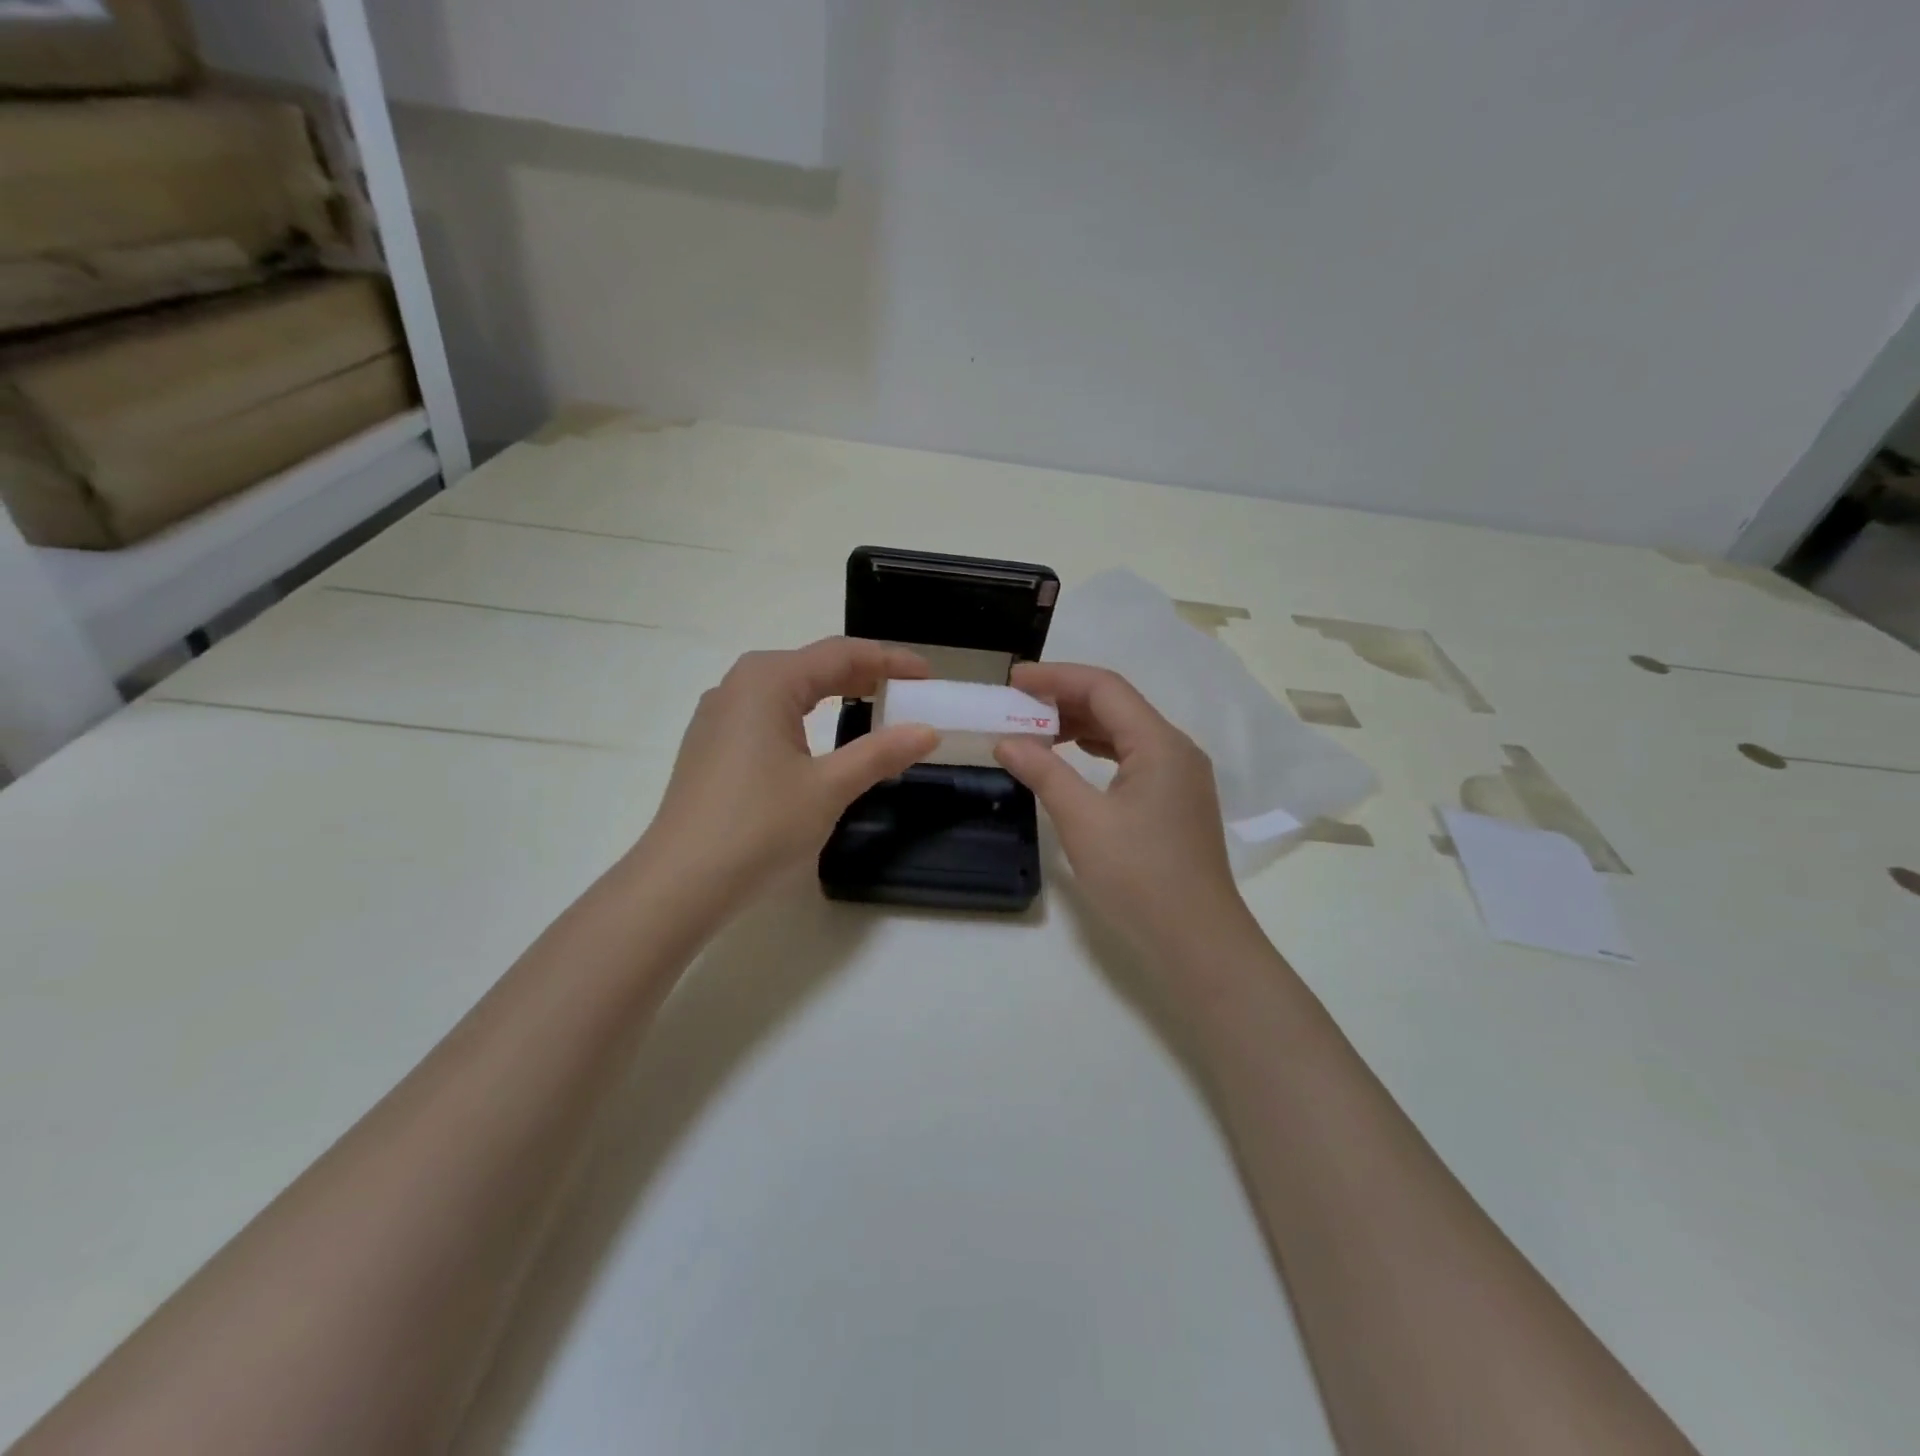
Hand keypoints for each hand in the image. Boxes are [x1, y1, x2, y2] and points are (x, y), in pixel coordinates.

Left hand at [643, 638, 937, 911]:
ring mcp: (719, 715)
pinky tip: (820, 736)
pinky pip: (769, 713)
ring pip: (788, 689)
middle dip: (863, 674)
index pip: (840, 654)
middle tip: (907, 691)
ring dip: (833, 693)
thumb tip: (927, 731)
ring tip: (872, 706)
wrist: (681, 882)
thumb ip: (880, 754)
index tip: (927, 675)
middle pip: (812, 665)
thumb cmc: (759, 826)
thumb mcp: (829, 788)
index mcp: (768, 681)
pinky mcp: (711, 745)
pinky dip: (806, 714)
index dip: (889, 660)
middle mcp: (739, 686)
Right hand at [994, 663, 1255, 960]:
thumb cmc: (1139, 877)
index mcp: (1160, 743)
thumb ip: (1044, 773)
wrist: (1196, 941)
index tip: (1013, 679)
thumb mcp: (1083, 821)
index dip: (1056, 677)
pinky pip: (1131, 758)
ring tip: (1033, 728)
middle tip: (1016, 705)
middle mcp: (1176, 750)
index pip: (1105, 688)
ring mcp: (1179, 777)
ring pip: (1124, 732)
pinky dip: (1095, 751)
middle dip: (1064, 699)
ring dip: (1079, 725)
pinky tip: (1068, 758)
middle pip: (1116, 706)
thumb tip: (1006, 742)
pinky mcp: (1174, 802)